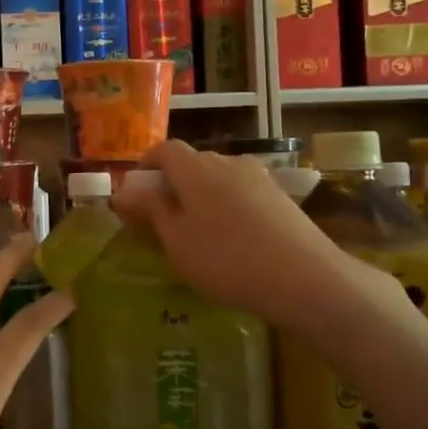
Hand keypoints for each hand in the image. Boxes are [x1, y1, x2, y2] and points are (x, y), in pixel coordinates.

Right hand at [109, 140, 363, 330]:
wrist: (306, 278)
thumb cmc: (226, 259)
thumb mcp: (176, 240)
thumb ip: (150, 211)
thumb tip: (122, 192)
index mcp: (196, 168)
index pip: (164, 149)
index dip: (146, 164)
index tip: (136, 190)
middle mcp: (228, 162)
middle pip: (192, 162)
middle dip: (173, 183)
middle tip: (162, 217)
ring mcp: (259, 178)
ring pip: (219, 178)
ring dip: (202, 195)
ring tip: (198, 231)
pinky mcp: (281, 197)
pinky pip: (242, 193)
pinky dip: (227, 206)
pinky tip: (232, 239)